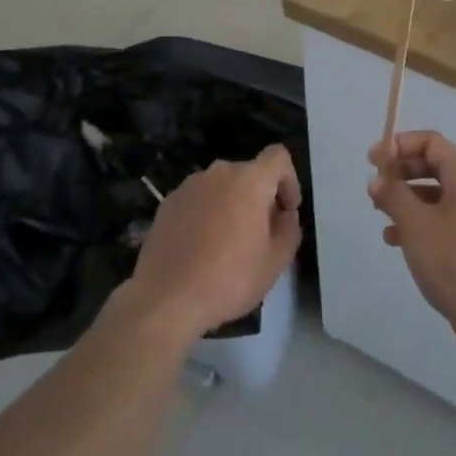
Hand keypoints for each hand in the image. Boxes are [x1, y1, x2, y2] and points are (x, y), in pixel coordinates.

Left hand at [129, 145, 301, 342]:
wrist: (165, 298)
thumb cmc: (229, 278)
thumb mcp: (276, 261)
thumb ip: (290, 229)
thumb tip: (284, 215)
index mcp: (249, 179)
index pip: (278, 157)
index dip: (289, 180)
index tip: (286, 211)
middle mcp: (219, 173)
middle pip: (249, 174)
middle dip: (260, 198)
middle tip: (260, 235)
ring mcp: (189, 186)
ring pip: (222, 187)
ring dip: (232, 205)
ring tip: (228, 244)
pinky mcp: (168, 203)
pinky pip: (198, 200)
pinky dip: (206, 215)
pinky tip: (201, 248)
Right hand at [367, 132, 455, 352]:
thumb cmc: (455, 260)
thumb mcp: (416, 224)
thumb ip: (393, 195)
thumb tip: (378, 179)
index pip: (431, 142)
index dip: (400, 145)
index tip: (373, 160)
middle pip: (432, 166)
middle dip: (400, 172)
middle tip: (374, 188)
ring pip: (434, 194)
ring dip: (405, 198)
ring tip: (379, 214)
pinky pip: (440, 219)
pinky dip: (417, 222)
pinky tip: (394, 240)